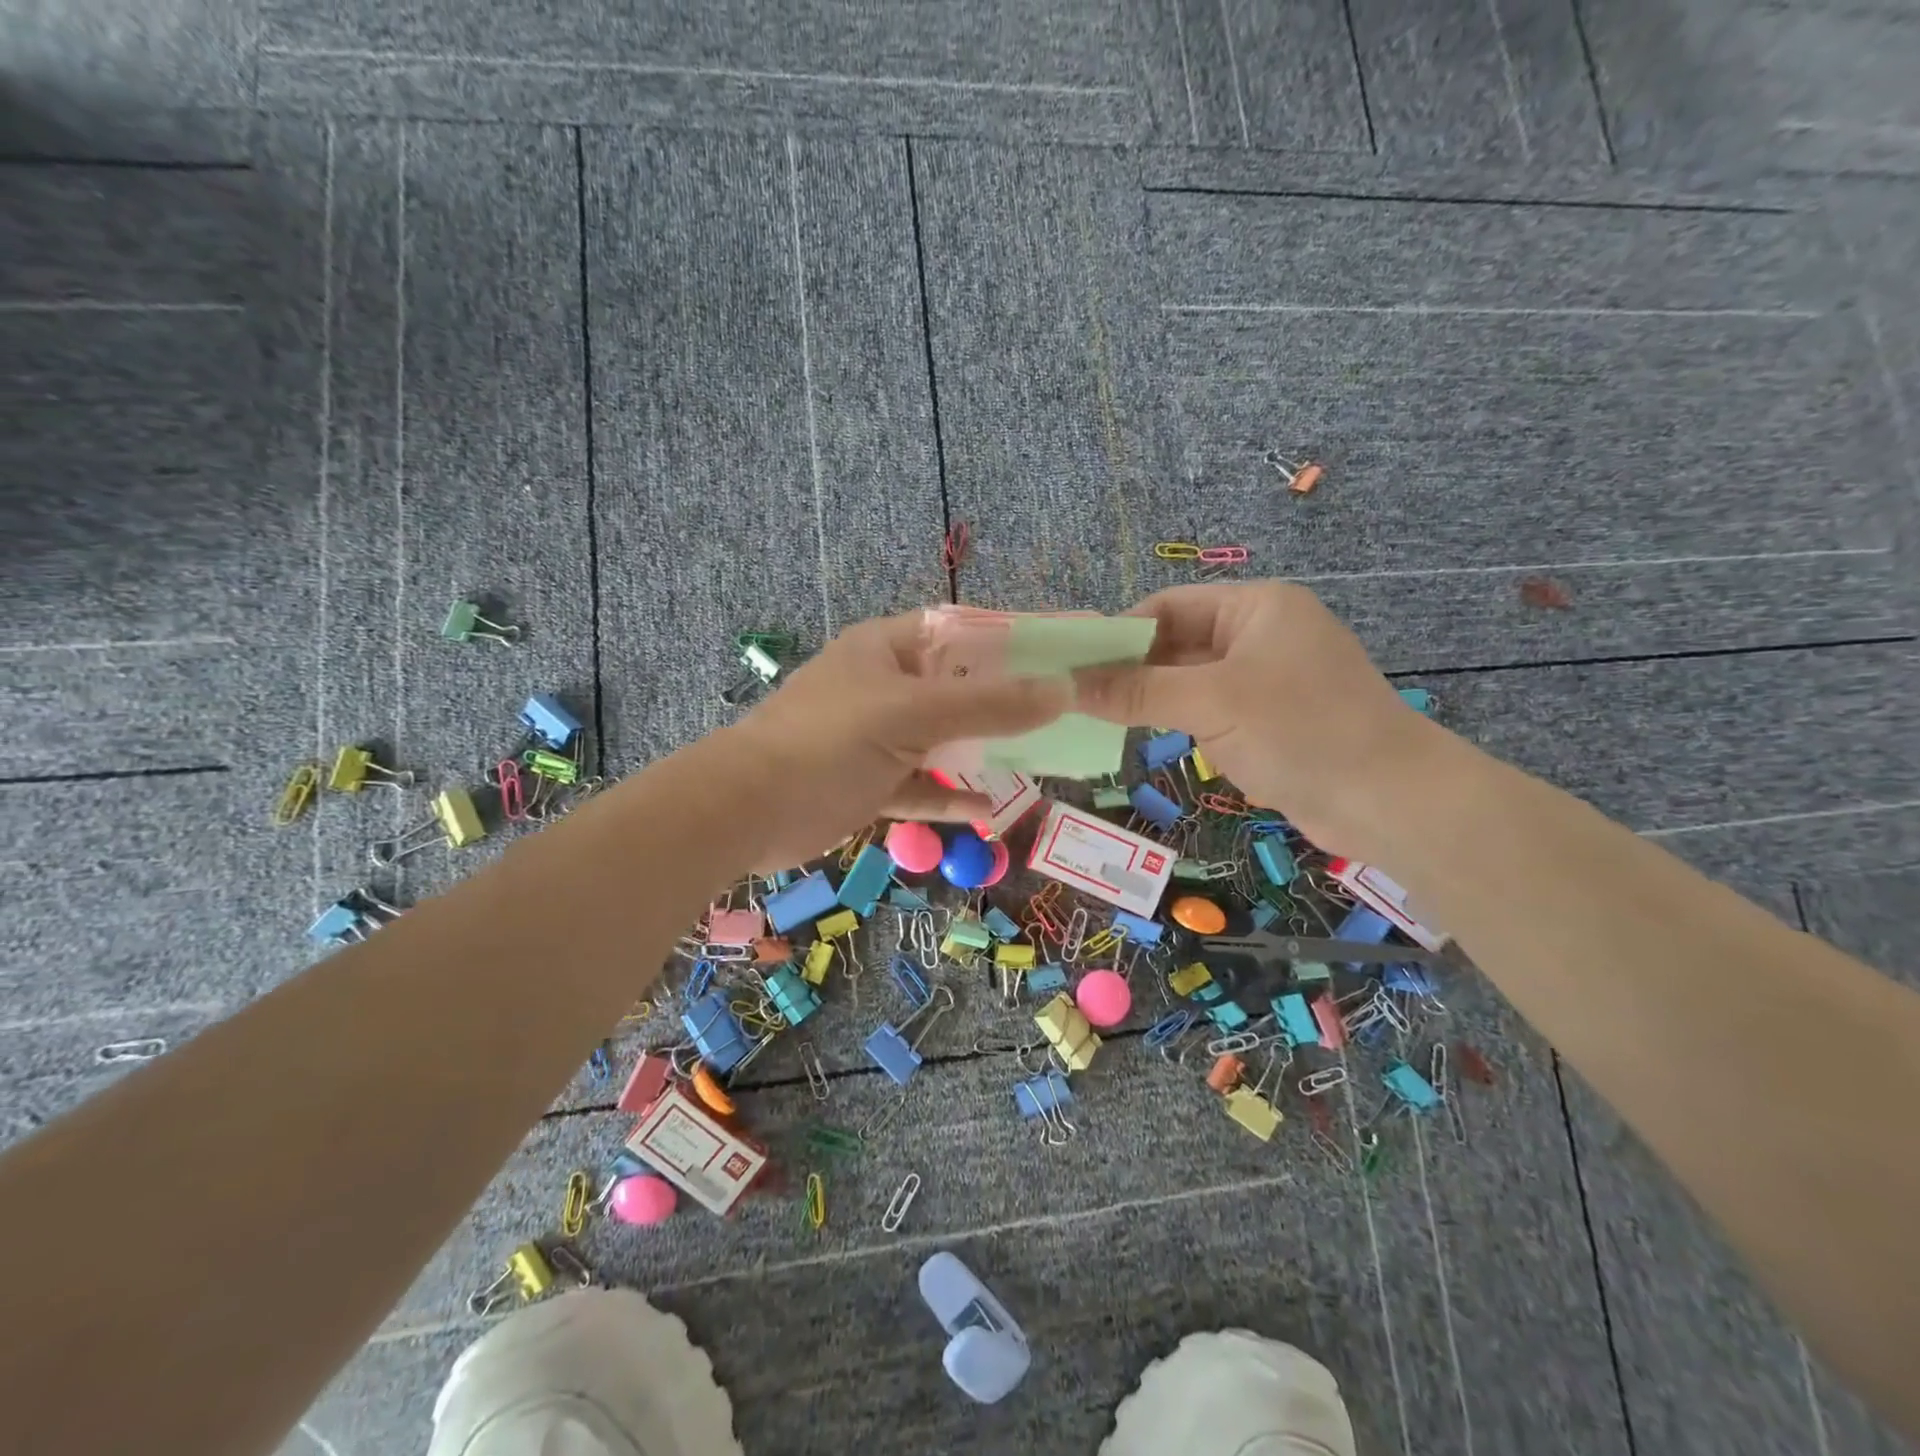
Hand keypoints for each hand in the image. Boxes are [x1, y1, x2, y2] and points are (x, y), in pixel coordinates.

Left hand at [719, 610, 1068, 870]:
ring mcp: (875, 738)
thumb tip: (1062, 691)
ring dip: (981, 752)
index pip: (959, 632)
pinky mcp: (868, 783)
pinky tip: (986, 810)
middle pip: (955, 688)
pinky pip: (920, 785)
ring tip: (1035, 762)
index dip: (1007, 641)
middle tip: (1059, 716)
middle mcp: (883, 687)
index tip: (1057, 657)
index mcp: (886, 649)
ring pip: (941, 740)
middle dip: (1003, 703)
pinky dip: (949, 795)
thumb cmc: (829, 741)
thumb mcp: (911, 714)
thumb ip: (988, 704)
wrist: (747, 810)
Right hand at [1073, 581, 1438, 856]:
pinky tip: (1152, 740)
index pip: (1167, 607)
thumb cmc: (1301, 730)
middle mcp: (1260, 635)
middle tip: (1078, 700)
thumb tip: (1066, 684)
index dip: (1118, 633)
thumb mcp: (1211, 703)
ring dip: (1153, 700)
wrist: (1390, 802)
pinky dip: (1181, 723)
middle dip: (1131, 671)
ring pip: (1190, 682)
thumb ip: (1136, 690)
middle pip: (1176, 644)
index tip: (1073, 667)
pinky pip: (1210, 712)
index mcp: (1255, 608)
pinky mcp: (1271, 721)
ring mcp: (1267, 680)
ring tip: (1102, 722)